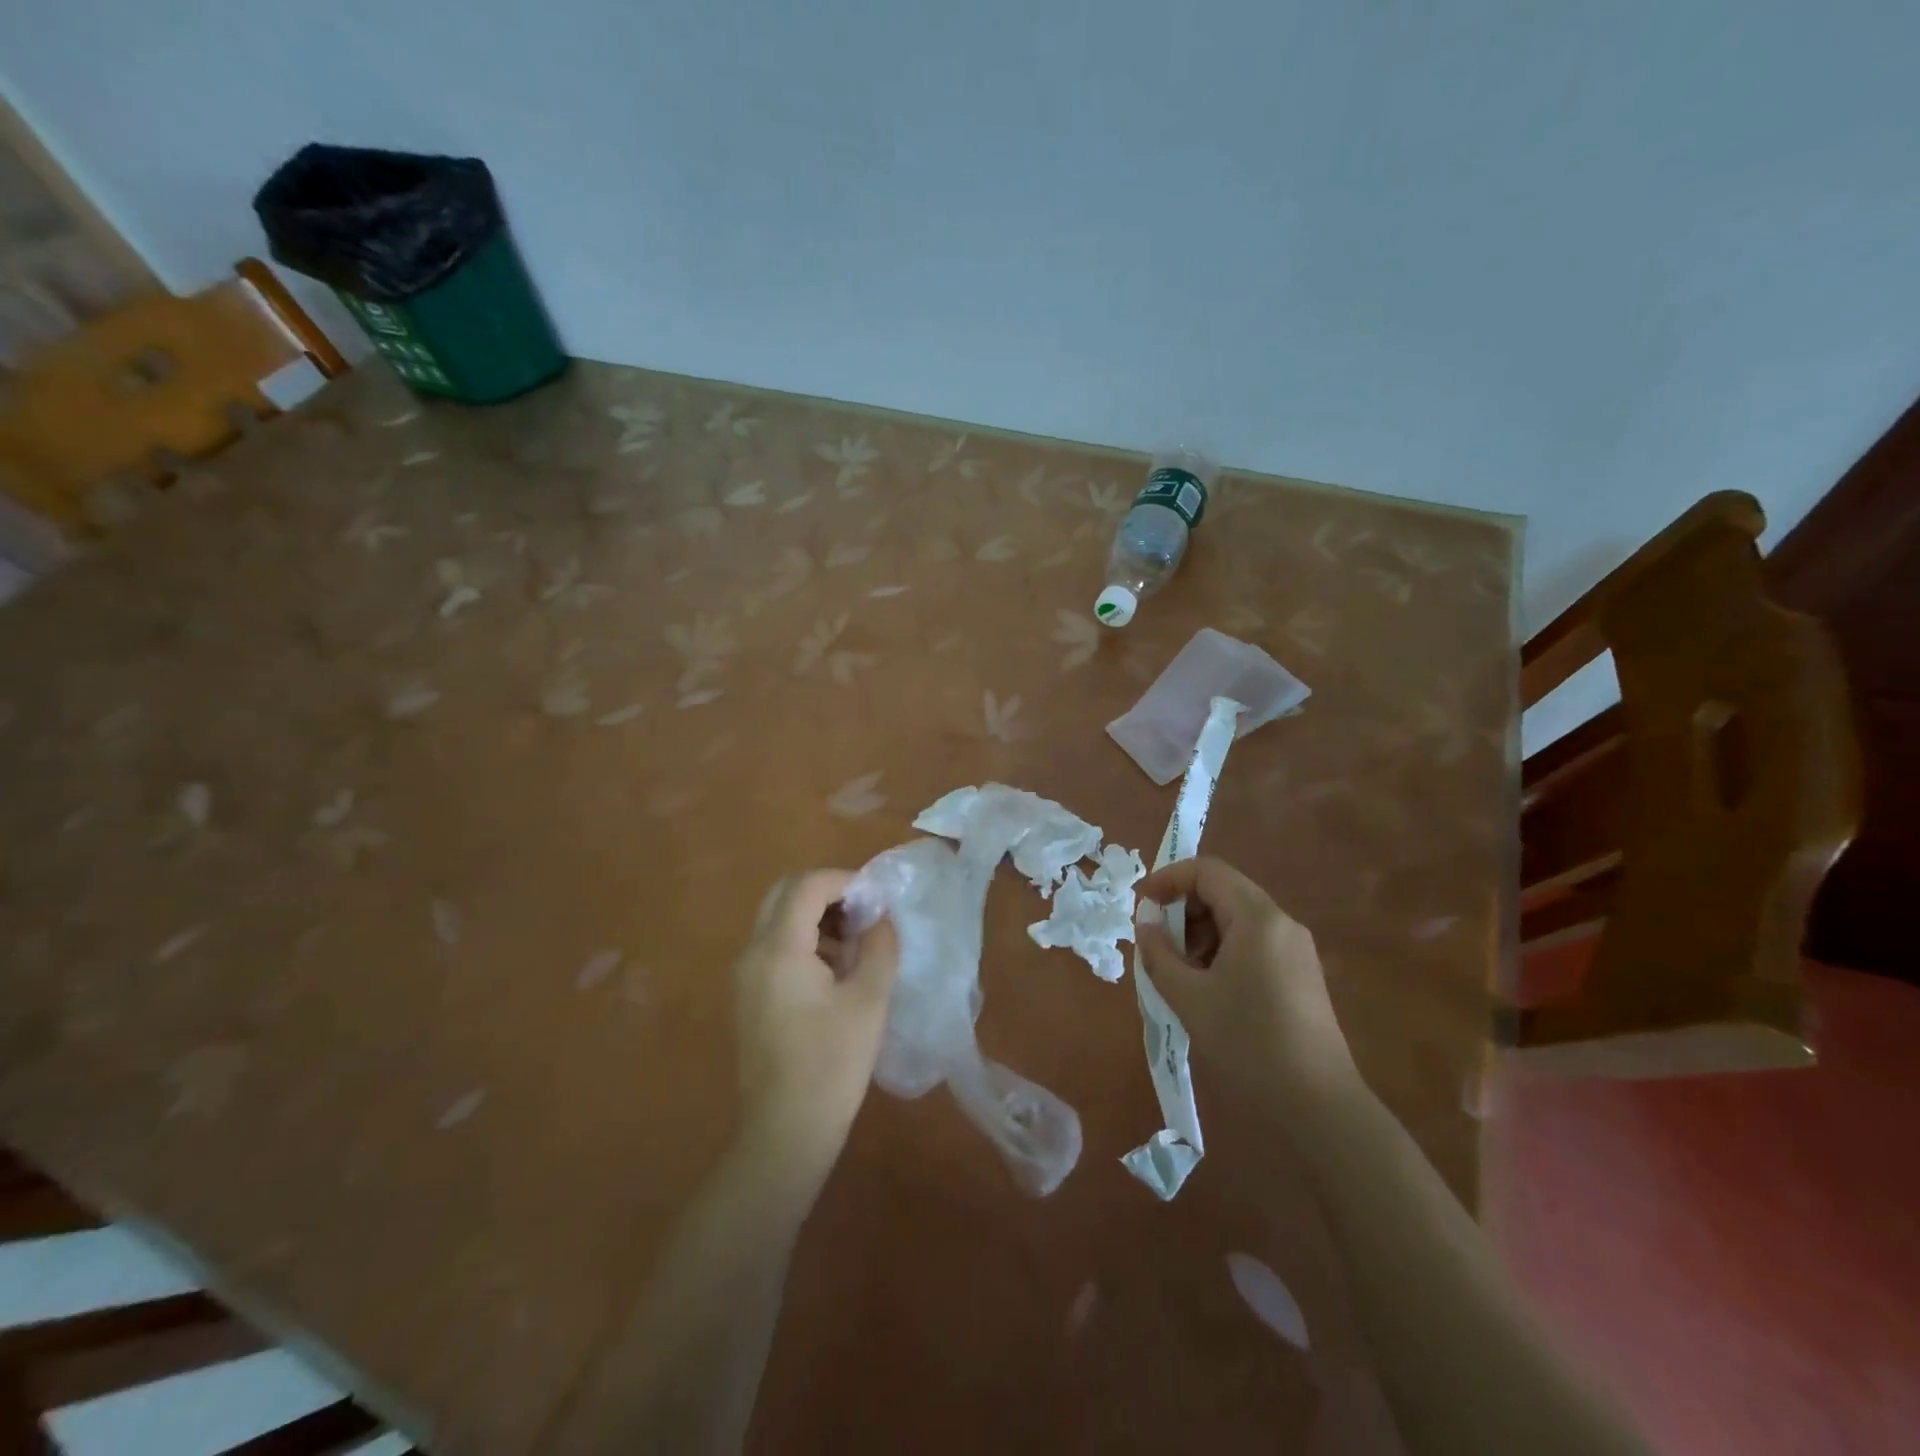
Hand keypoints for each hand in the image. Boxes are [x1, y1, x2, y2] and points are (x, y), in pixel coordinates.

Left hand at [732, 870, 898, 1181]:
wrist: (786, 1133)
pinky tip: (837, 970)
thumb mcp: (868, 1000)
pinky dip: (805, 939)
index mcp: (778, 949)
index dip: (846, 880)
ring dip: (816, 915)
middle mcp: (752, 953)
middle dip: (828, 892)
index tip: (878, 899)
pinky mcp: (748, 996)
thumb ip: (879, 946)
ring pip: (778, 918)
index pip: (807, 885)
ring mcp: (745, 975)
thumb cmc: (832, 1065)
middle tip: (865, 913)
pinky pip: (774, 946)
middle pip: (785, 893)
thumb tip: (880, 915)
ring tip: (857, 942)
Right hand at [1134, 856, 1359, 1120]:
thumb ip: (1159, 953)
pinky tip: (1207, 990)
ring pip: (1238, 920)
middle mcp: (1282, 924)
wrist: (1319, 1109)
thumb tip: (1145, 922)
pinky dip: (1222, 952)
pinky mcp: (1301, 977)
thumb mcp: (1189, 997)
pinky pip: (1253, 945)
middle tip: (1157, 945)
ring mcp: (1296, 951)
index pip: (1207, 871)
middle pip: (1224, 892)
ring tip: (1178, 973)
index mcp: (1258, 918)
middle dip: (1184, 910)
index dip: (1168, 879)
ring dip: (1201, 934)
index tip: (1141, 906)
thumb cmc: (1248, 1043)